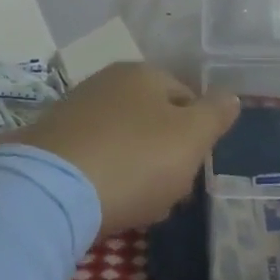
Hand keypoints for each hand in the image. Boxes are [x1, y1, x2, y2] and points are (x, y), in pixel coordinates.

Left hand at [22, 63, 239, 232]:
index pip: (187, 98)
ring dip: (136, 171)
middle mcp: (107, 81)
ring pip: (124, 141)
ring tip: (137, 206)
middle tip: (168, 193)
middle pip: (153, 121)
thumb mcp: (191, 139)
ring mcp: (74, 110)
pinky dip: (104, 178)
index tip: (193, 170)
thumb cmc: (134, 160)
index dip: (197, 136)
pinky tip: (104, 204)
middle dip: (165, 156)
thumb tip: (231, 96)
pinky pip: (93, 158)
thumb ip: (215, 115)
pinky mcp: (49, 142)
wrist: (50, 192)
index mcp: (143, 73)